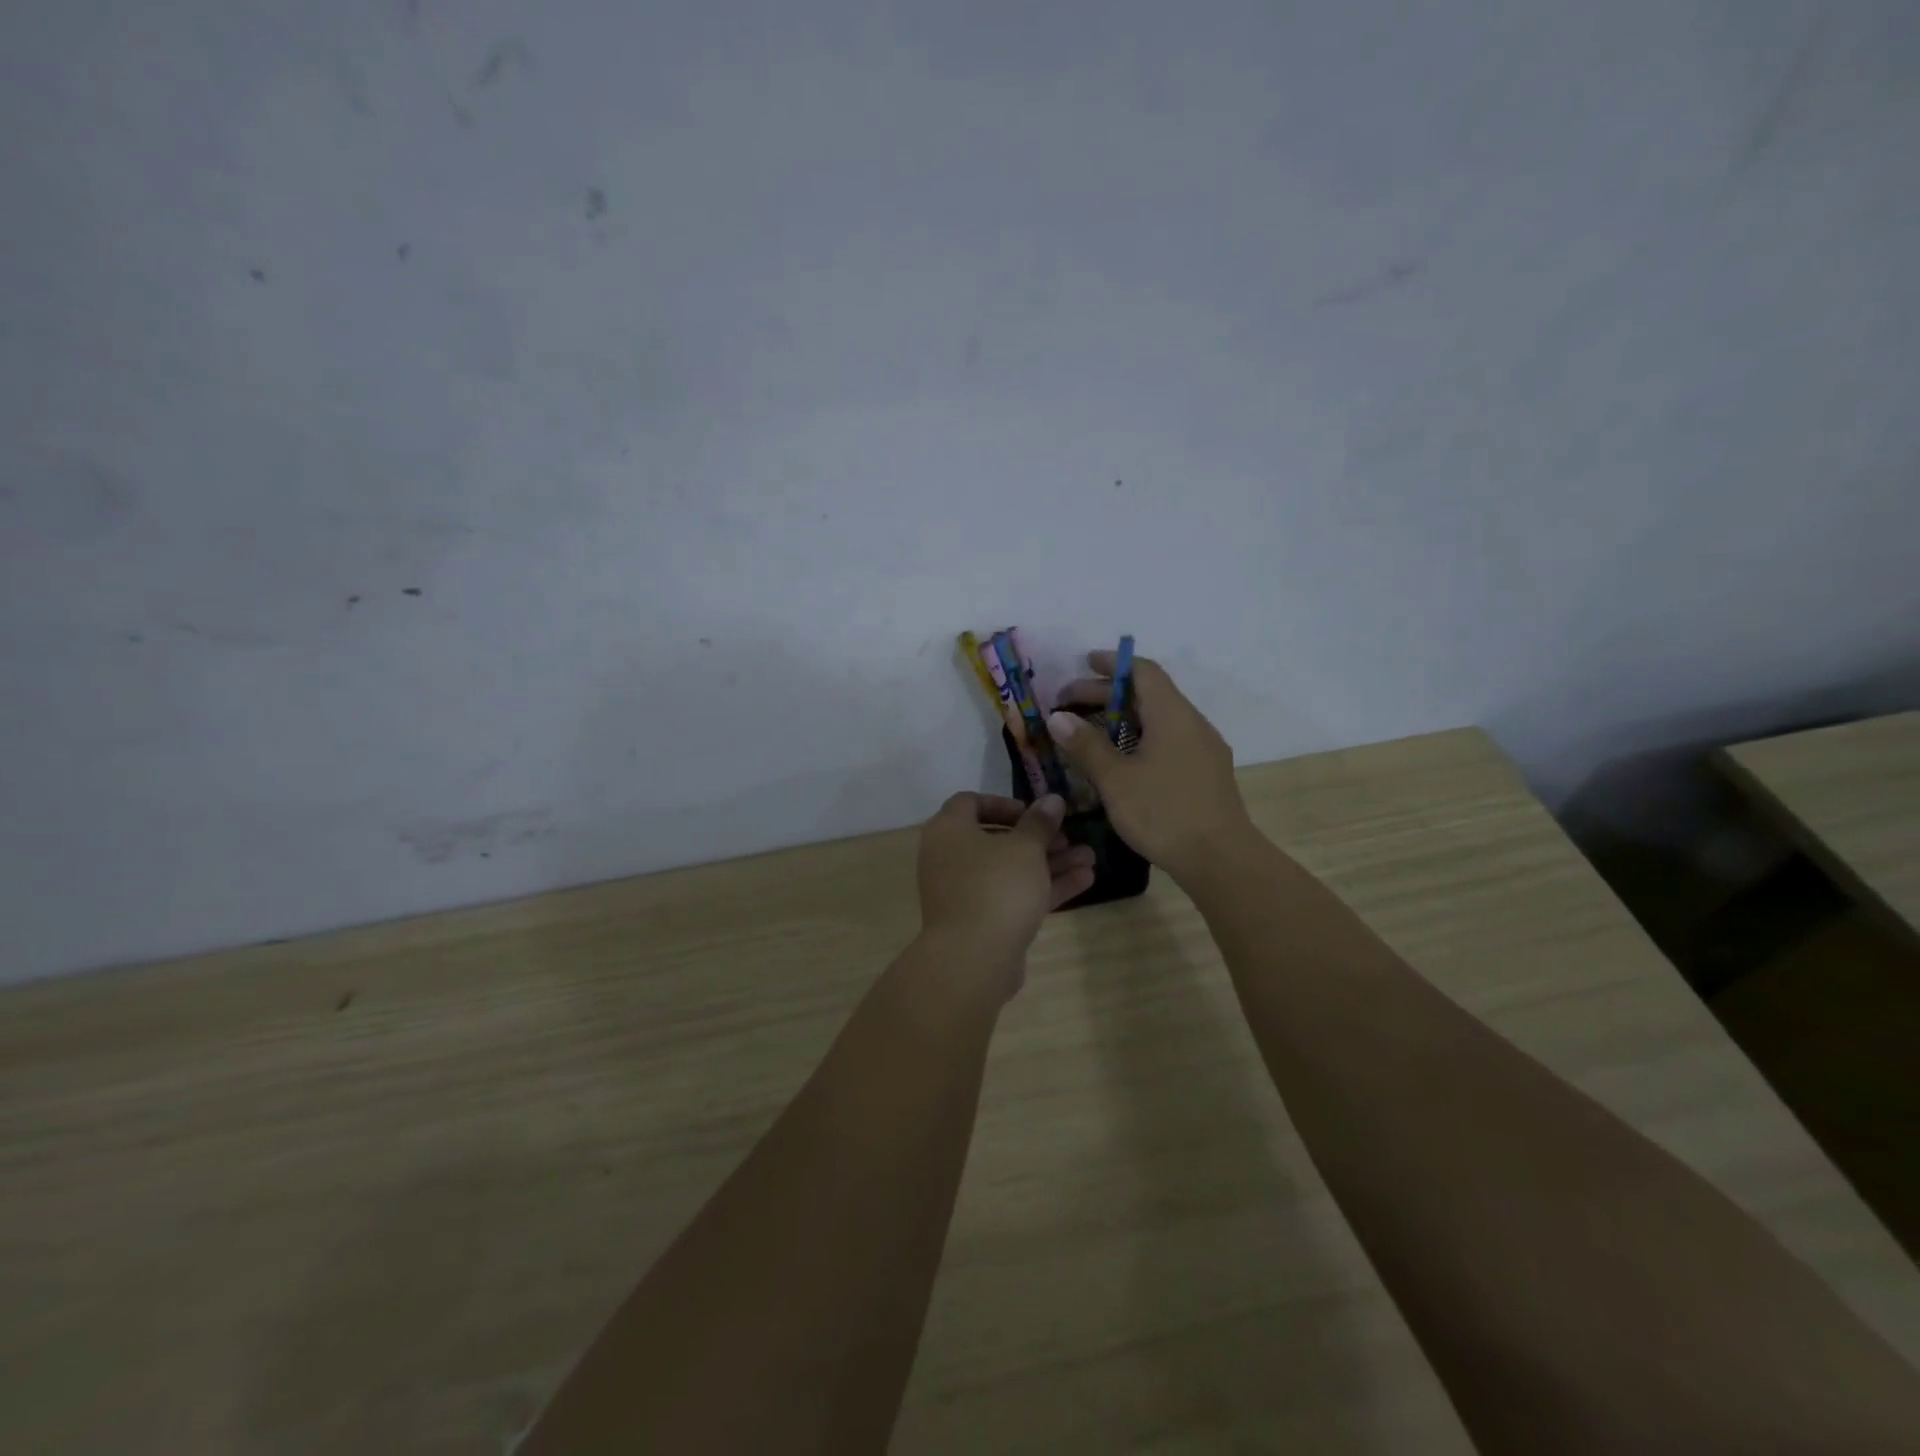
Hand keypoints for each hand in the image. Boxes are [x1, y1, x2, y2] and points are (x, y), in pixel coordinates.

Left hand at [916, 793, 1096, 978]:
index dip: (1003, 803)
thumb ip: (1040, 822)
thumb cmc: (996, 887)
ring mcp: (965, 892)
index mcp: (948, 831)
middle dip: (1038, 837)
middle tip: (1068, 838)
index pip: (969, 803)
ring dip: (1049, 862)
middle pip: (996, 839)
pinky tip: (1085, 880)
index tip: (1033, 812)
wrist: (974, 959)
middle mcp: (950, 858)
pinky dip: (1043, 887)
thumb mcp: (1025, 848)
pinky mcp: (982, 920)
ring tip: (1090, 858)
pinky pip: (1013, 895)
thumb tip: (1051, 799)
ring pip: (1010, 870)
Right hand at [1046, 652, 1254, 882]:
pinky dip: (1140, 738)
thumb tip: (1057, 717)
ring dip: (1122, 718)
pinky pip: (1169, 740)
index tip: (1084, 663)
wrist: (1221, 860)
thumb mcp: (1115, 779)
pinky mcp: (1206, 772)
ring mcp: (1203, 748)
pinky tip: (1121, 760)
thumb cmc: (1164, 813)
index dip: (1112, 664)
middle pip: (1148, 694)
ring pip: (1159, 719)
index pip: (1143, 671)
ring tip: (1089, 732)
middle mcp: (1192, 723)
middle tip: (1069, 705)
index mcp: (1172, 715)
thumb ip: (1086, 745)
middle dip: (1107, 694)